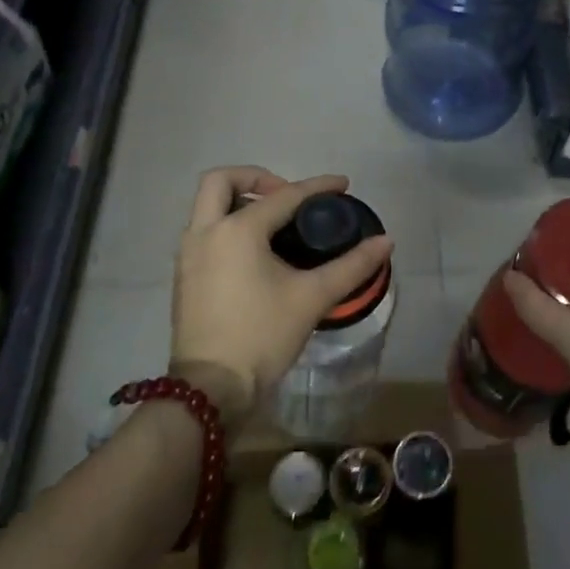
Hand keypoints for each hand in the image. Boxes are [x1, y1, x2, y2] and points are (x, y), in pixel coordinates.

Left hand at [171, 167, 393, 424]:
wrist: (211, 390)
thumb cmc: (262, 335)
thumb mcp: (312, 298)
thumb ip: (351, 266)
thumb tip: (386, 242)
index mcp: (237, 230)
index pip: (284, 196)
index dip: (317, 187)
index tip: (342, 185)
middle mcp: (205, 232)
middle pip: (221, 181)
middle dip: (255, 178)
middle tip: (286, 195)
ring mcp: (188, 255)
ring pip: (206, 206)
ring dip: (237, 202)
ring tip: (273, 222)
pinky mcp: (183, 276)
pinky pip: (203, 231)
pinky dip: (226, 225)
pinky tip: (254, 251)